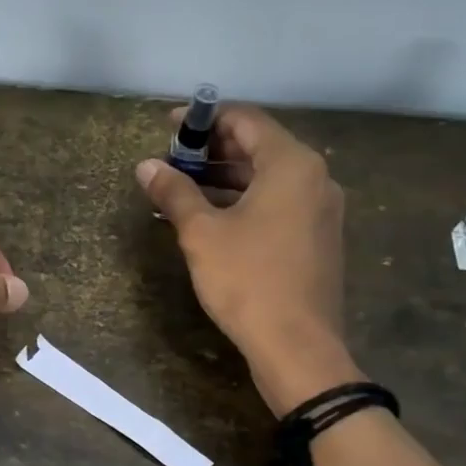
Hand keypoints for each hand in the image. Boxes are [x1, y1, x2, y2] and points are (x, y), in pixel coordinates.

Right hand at [135, 106, 357, 415]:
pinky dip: (243, 202)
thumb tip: (146, 166)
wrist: (297, 346)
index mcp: (291, 165)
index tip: (169, 128)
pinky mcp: (317, 239)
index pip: (246, 120)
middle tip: (172, 160)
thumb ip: (175, 192)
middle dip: (213, 150)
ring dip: (225, 178)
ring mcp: (320, 210)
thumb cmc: (247, 280)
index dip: (205, 119)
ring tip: (181, 189)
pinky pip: (277, 204)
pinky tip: (210, 218)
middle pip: (259, 148)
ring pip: (267, 179)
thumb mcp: (201, 233)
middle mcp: (315, 178)